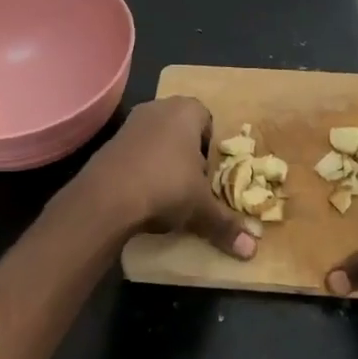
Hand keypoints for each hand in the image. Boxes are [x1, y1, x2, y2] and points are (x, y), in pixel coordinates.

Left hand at [73, 97, 256, 259]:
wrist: (106, 198)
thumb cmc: (166, 187)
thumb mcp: (201, 208)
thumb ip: (226, 225)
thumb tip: (251, 250)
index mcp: (187, 111)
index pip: (208, 121)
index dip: (211, 149)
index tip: (209, 175)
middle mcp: (159, 107)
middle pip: (181, 129)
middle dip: (188, 154)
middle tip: (192, 185)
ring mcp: (131, 122)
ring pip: (157, 140)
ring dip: (163, 161)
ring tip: (167, 193)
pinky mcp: (110, 142)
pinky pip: (135, 151)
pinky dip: (141, 168)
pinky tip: (142, 194)